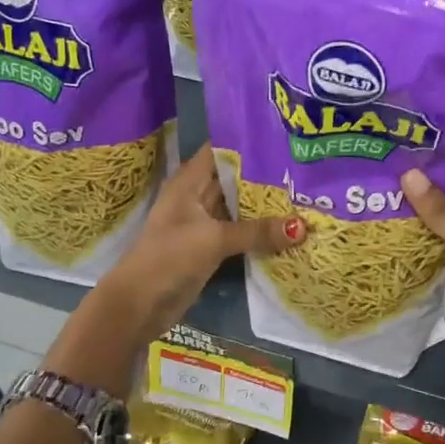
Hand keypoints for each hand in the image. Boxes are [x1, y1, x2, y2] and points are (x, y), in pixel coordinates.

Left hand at [106, 145, 305, 342]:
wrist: (140, 305)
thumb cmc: (169, 258)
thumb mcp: (214, 239)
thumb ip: (257, 231)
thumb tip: (303, 227)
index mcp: (189, 182)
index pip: (221, 150)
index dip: (248, 142)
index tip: (283, 138)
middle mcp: (197, 197)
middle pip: (234, 179)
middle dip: (265, 175)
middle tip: (304, 168)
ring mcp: (204, 224)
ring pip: (239, 207)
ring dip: (265, 204)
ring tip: (304, 193)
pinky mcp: (211, 248)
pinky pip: (240, 232)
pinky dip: (260, 230)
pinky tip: (289, 227)